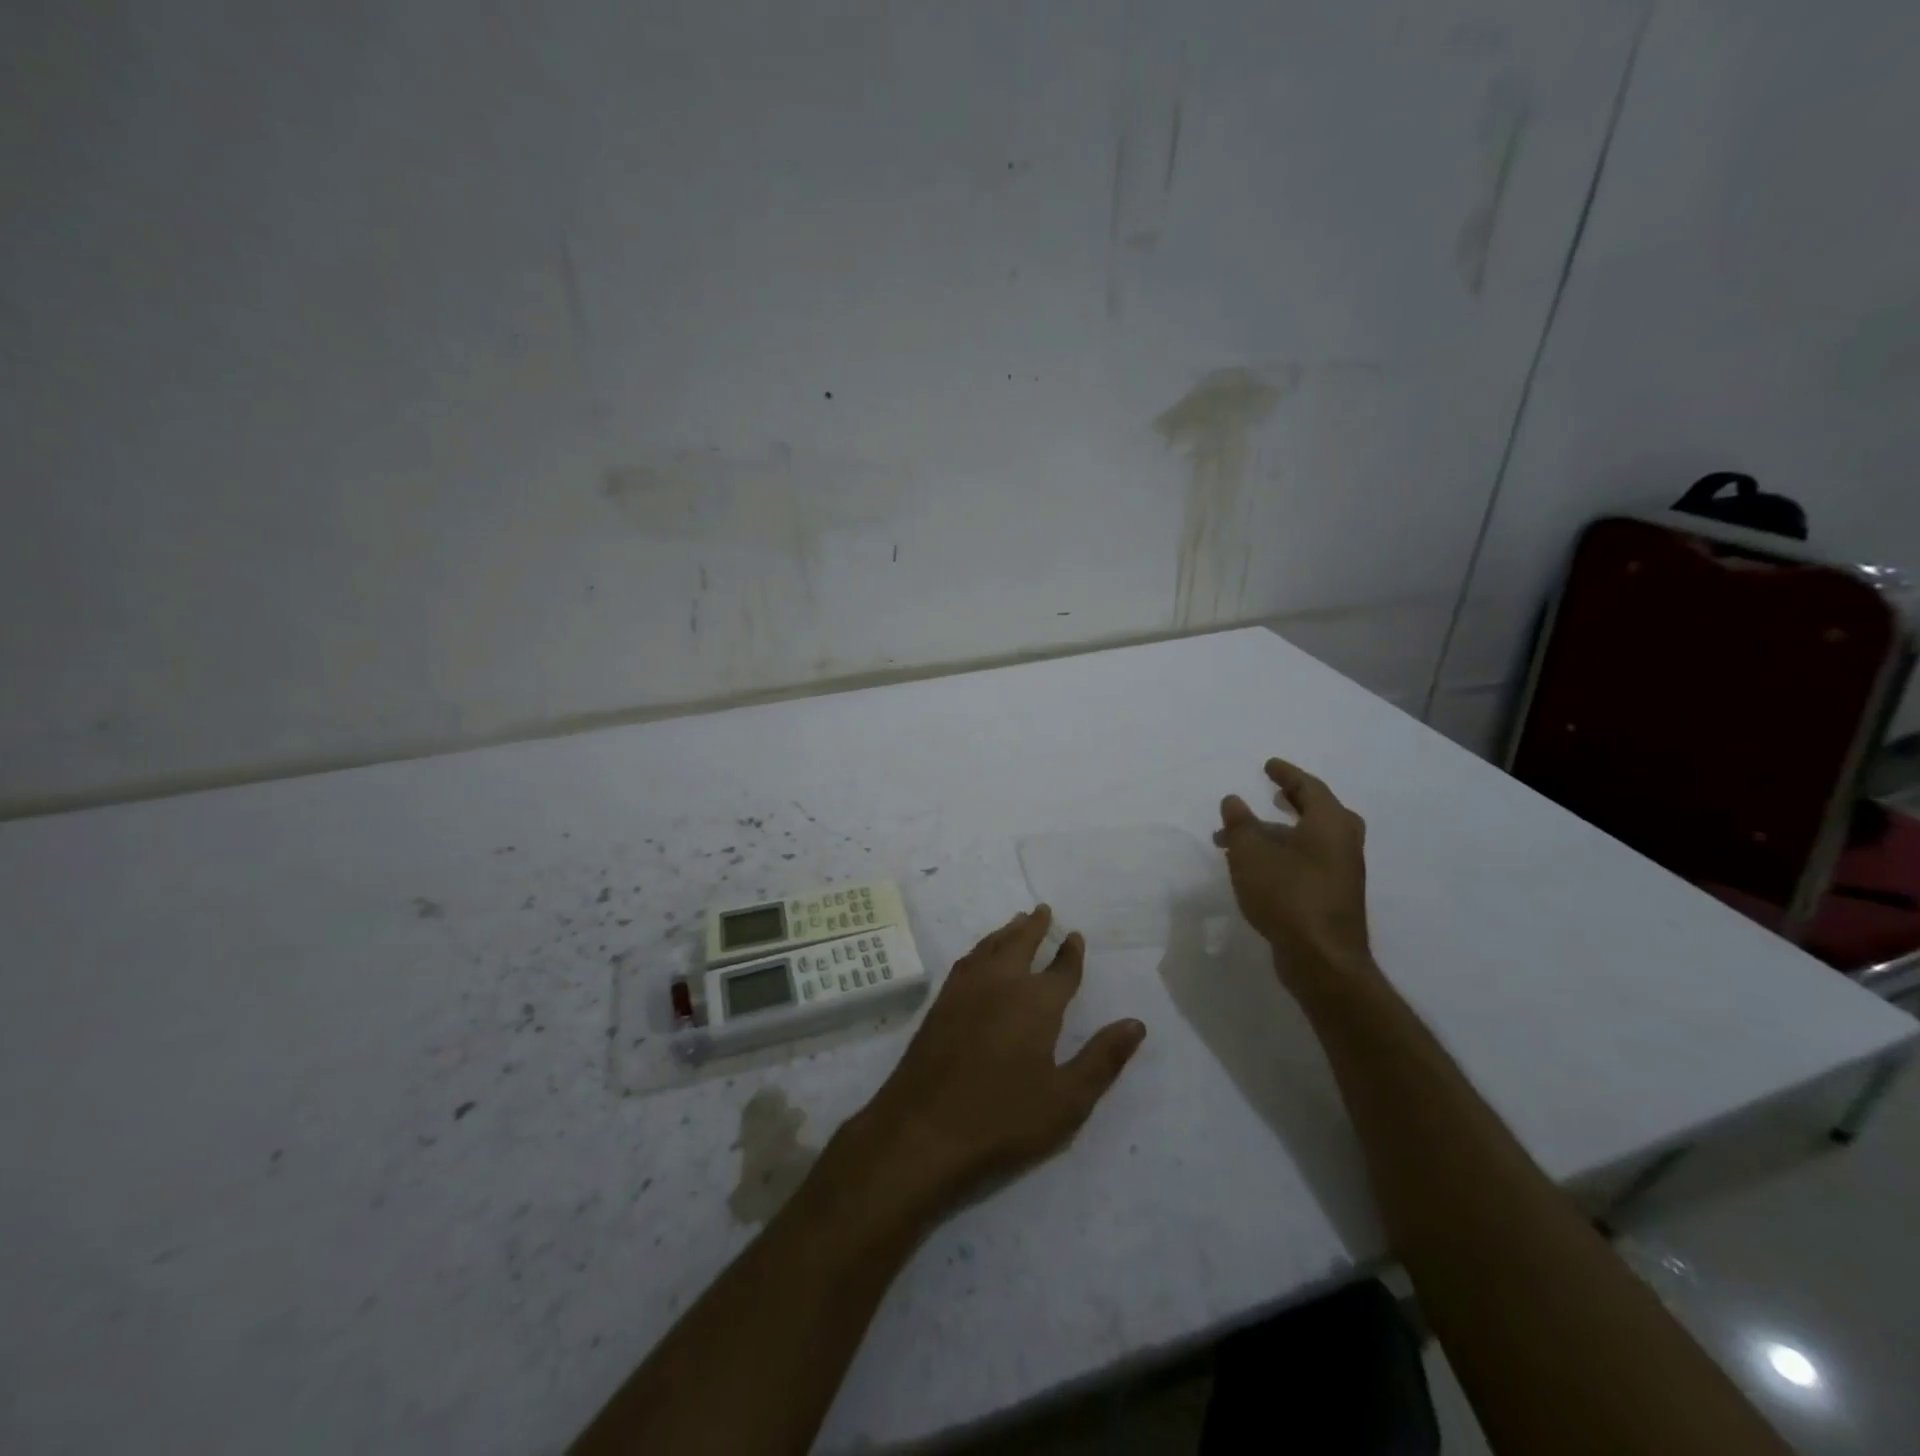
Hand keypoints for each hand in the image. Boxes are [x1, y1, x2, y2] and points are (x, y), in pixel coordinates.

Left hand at [841, 906, 1145, 1219]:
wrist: (923, 1128)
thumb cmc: (1003, 1118)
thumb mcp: (1067, 1099)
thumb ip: (1103, 1059)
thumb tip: (1136, 1023)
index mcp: (1037, 1002)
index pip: (1061, 969)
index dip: (1071, 953)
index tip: (1076, 936)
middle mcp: (1002, 983)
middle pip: (1020, 943)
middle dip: (1035, 926)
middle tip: (1043, 909)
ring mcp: (966, 989)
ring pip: (990, 946)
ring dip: (1007, 931)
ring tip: (1016, 922)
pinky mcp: (941, 1003)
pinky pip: (968, 960)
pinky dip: (981, 947)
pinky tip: (979, 955)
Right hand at [1214, 758, 1377, 992]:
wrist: (1322, 960)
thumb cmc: (1288, 895)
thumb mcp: (1251, 853)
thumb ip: (1240, 823)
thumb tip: (1233, 801)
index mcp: (1330, 823)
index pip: (1309, 787)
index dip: (1286, 774)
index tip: (1268, 765)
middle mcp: (1343, 843)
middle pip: (1318, 812)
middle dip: (1292, 802)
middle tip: (1272, 794)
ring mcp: (1342, 873)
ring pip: (1309, 840)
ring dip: (1278, 834)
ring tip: (1242, 838)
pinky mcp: (1333, 897)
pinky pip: (1308, 862)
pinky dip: (1285, 854)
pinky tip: (1259, 867)